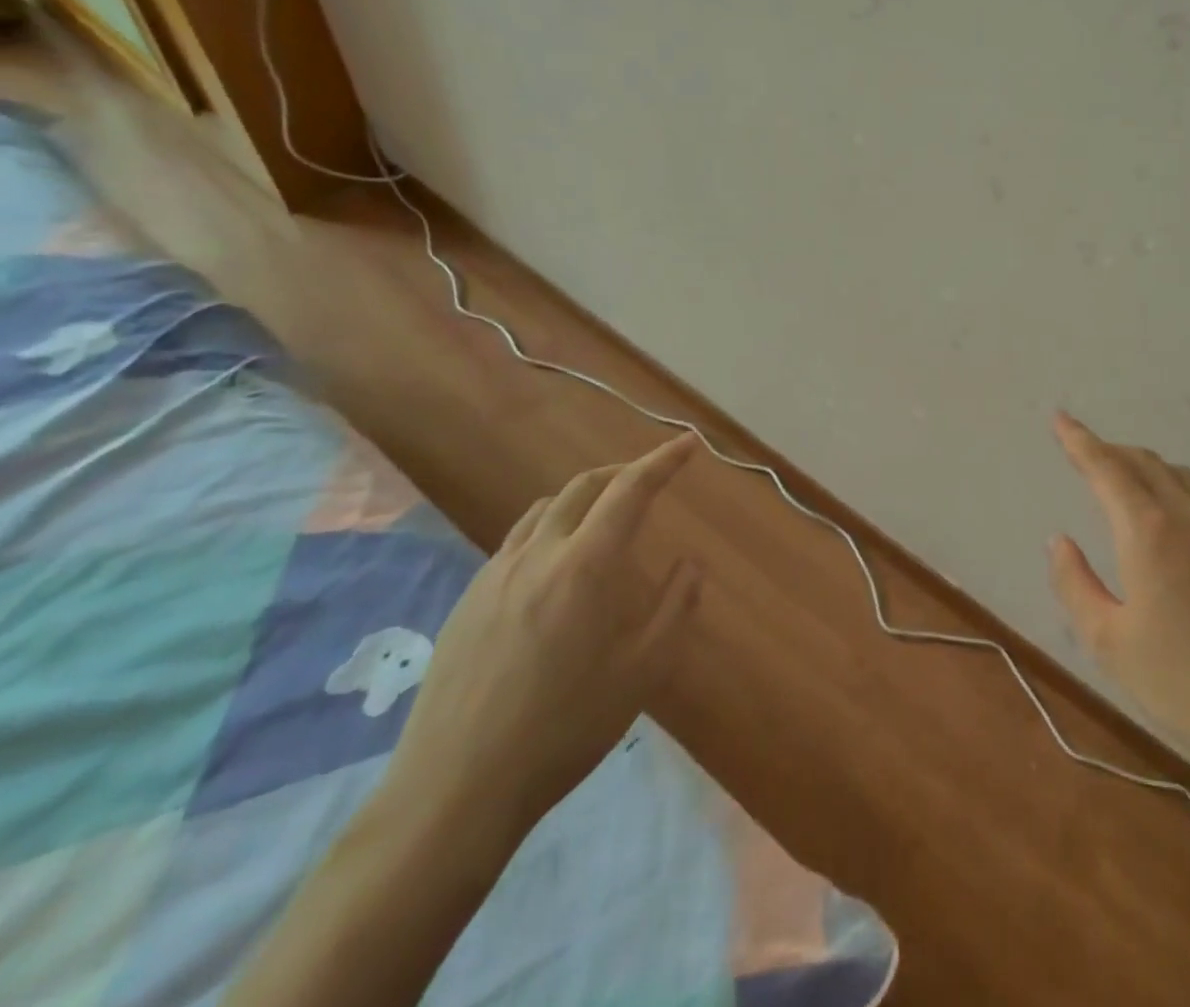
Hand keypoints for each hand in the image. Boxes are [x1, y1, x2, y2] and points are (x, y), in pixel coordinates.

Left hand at [384, 434, 703, 835]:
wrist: (455, 789)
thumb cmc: (564, 727)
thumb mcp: (642, 670)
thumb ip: (675, 607)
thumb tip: (690, 564)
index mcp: (585, 565)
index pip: (631, 490)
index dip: (663, 461)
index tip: (688, 443)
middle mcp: (538, 554)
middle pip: (583, 487)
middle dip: (622, 471)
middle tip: (651, 477)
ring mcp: (495, 575)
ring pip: (544, 510)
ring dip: (582, 497)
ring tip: (604, 516)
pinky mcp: (467, 601)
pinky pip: (516, 541)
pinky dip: (549, 528)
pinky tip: (555, 567)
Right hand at [1047, 412, 1189, 780]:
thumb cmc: (1181, 685)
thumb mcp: (1107, 642)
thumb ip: (1074, 583)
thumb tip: (1060, 540)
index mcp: (1150, 535)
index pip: (1108, 469)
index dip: (1080, 441)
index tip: (1061, 419)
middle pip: (1148, 464)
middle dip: (1112, 451)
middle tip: (1087, 451)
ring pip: (1184, 479)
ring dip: (1149, 468)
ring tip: (1129, 479)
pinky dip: (1181, 497)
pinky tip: (1177, 530)